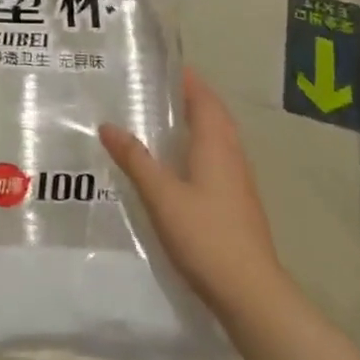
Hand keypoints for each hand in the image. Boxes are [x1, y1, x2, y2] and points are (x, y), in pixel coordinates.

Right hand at [100, 69, 282, 316]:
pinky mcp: (237, 204)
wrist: (251, 294)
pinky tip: (176, 164)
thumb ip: (135, 159)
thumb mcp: (162, 196)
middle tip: (154, 89)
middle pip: (213, 115)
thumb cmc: (206, 236)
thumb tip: (108, 125)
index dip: (186, 79)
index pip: (204, 99)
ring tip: (160, 120)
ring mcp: (239, 182)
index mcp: (216, 145)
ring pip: (217, 139)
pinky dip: (197, 148)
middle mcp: (232, 156)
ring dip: (194, 123)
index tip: (160, 66)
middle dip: (189, 98)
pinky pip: (216, 160)